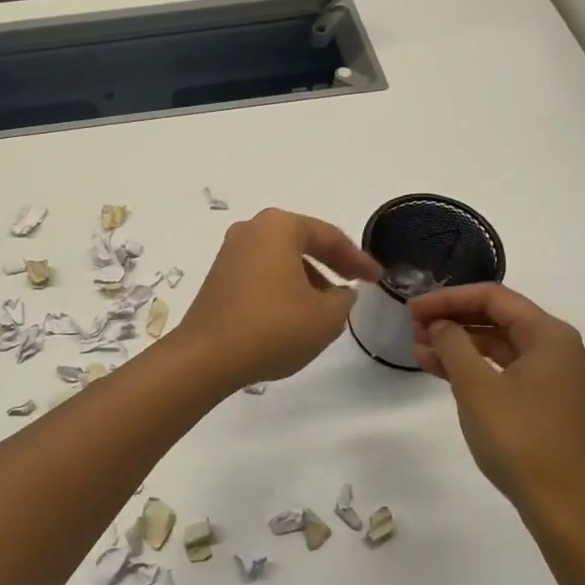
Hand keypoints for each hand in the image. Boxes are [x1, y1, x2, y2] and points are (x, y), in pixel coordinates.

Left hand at [171, 208, 379, 390]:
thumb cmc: (273, 328)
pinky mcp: (218, 277)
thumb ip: (344, 298)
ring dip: (307, 277)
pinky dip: (283, 286)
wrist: (206, 357)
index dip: (358, 259)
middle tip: (356, 284)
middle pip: (302, 242)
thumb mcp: (326, 317)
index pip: (328, 236)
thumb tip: (340, 292)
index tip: (378, 278)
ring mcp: (229, 252)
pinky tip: (294, 313)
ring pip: (281, 259)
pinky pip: (261, 273)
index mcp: (278, 227)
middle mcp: (251, 230)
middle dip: (331, 263)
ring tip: (327, 307)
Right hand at [408, 283, 584, 534]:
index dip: (448, 298)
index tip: (413, 310)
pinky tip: (442, 372)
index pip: (493, 297)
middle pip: (499, 318)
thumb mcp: (476, 386)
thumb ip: (453, 344)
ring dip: (460, 344)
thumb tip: (439, 324)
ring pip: (501, 346)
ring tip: (418, 351)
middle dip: (453, 320)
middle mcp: (560, 349)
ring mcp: (557, 377)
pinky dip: (475, 367)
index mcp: (551, 336)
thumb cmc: (520, 439)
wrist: (565, 508)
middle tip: (413, 329)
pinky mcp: (549, 402)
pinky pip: (507, 369)